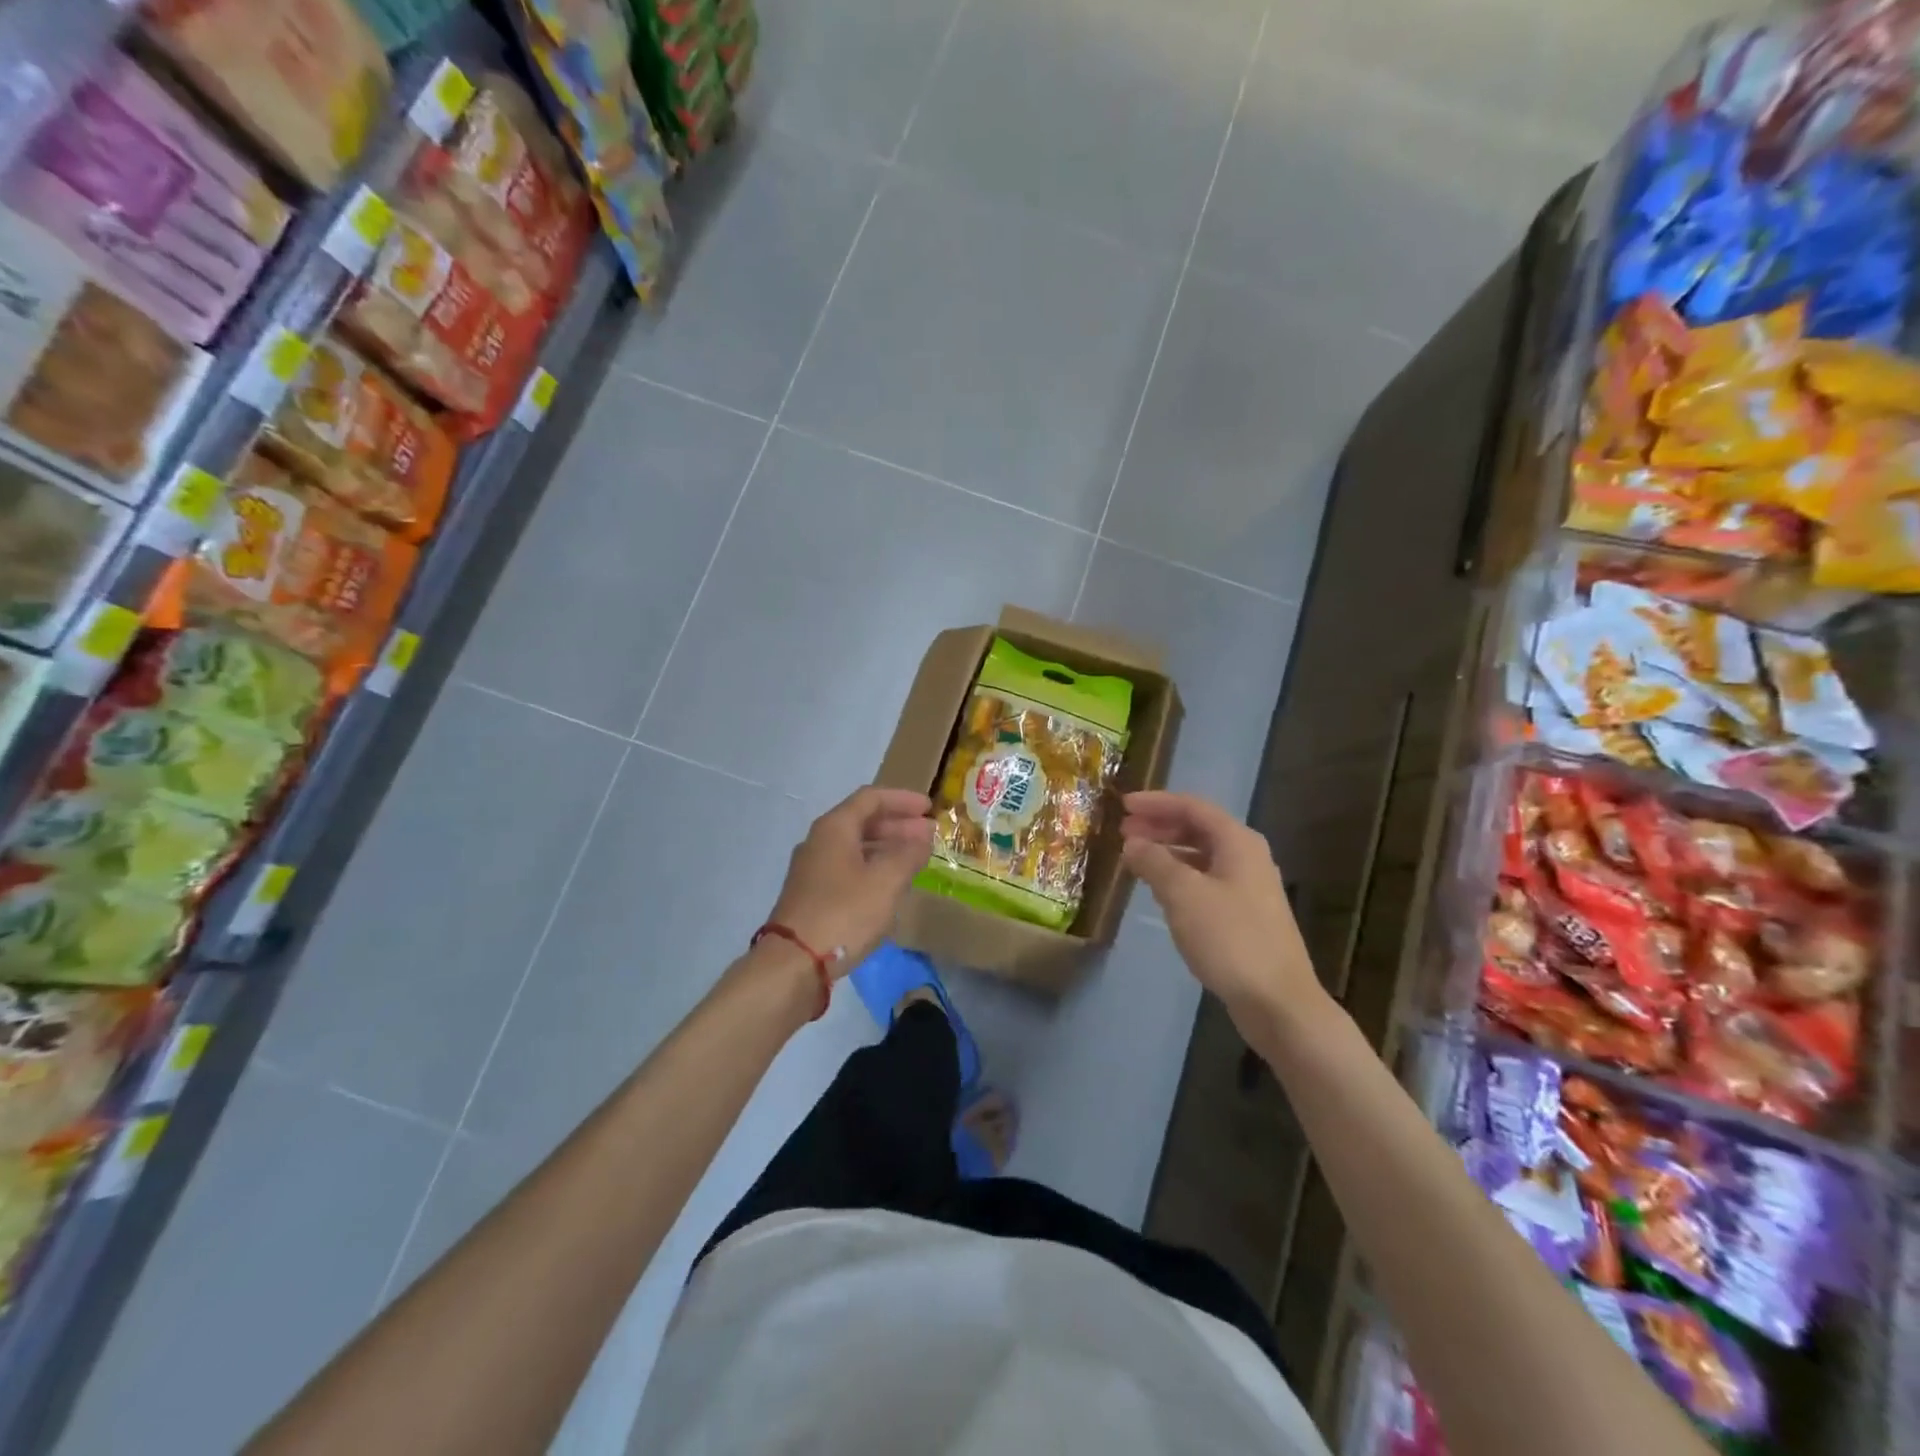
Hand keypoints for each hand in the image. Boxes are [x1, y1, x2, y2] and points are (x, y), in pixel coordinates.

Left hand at [768, 786, 934, 974]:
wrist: (794, 963)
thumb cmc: (844, 913)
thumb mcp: (886, 881)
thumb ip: (909, 854)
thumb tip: (923, 836)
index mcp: (834, 828)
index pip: (871, 798)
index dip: (902, 799)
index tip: (929, 808)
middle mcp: (820, 841)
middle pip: (862, 821)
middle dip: (898, 825)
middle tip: (929, 835)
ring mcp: (813, 870)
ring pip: (856, 847)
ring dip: (887, 848)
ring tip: (915, 860)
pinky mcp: (812, 895)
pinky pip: (848, 869)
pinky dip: (873, 868)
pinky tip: (890, 886)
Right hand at [1121, 791, 1329, 1033]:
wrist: (1278, 1001)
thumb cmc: (1230, 939)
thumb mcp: (1183, 895)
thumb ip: (1154, 862)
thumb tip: (1133, 843)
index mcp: (1238, 843)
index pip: (1192, 807)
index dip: (1156, 803)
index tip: (1123, 805)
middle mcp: (1247, 857)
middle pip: (1198, 829)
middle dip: (1160, 827)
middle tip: (1124, 831)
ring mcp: (1248, 888)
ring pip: (1201, 856)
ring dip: (1168, 852)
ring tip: (1136, 859)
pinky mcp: (1245, 916)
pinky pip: (1206, 881)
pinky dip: (1180, 877)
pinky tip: (1160, 892)